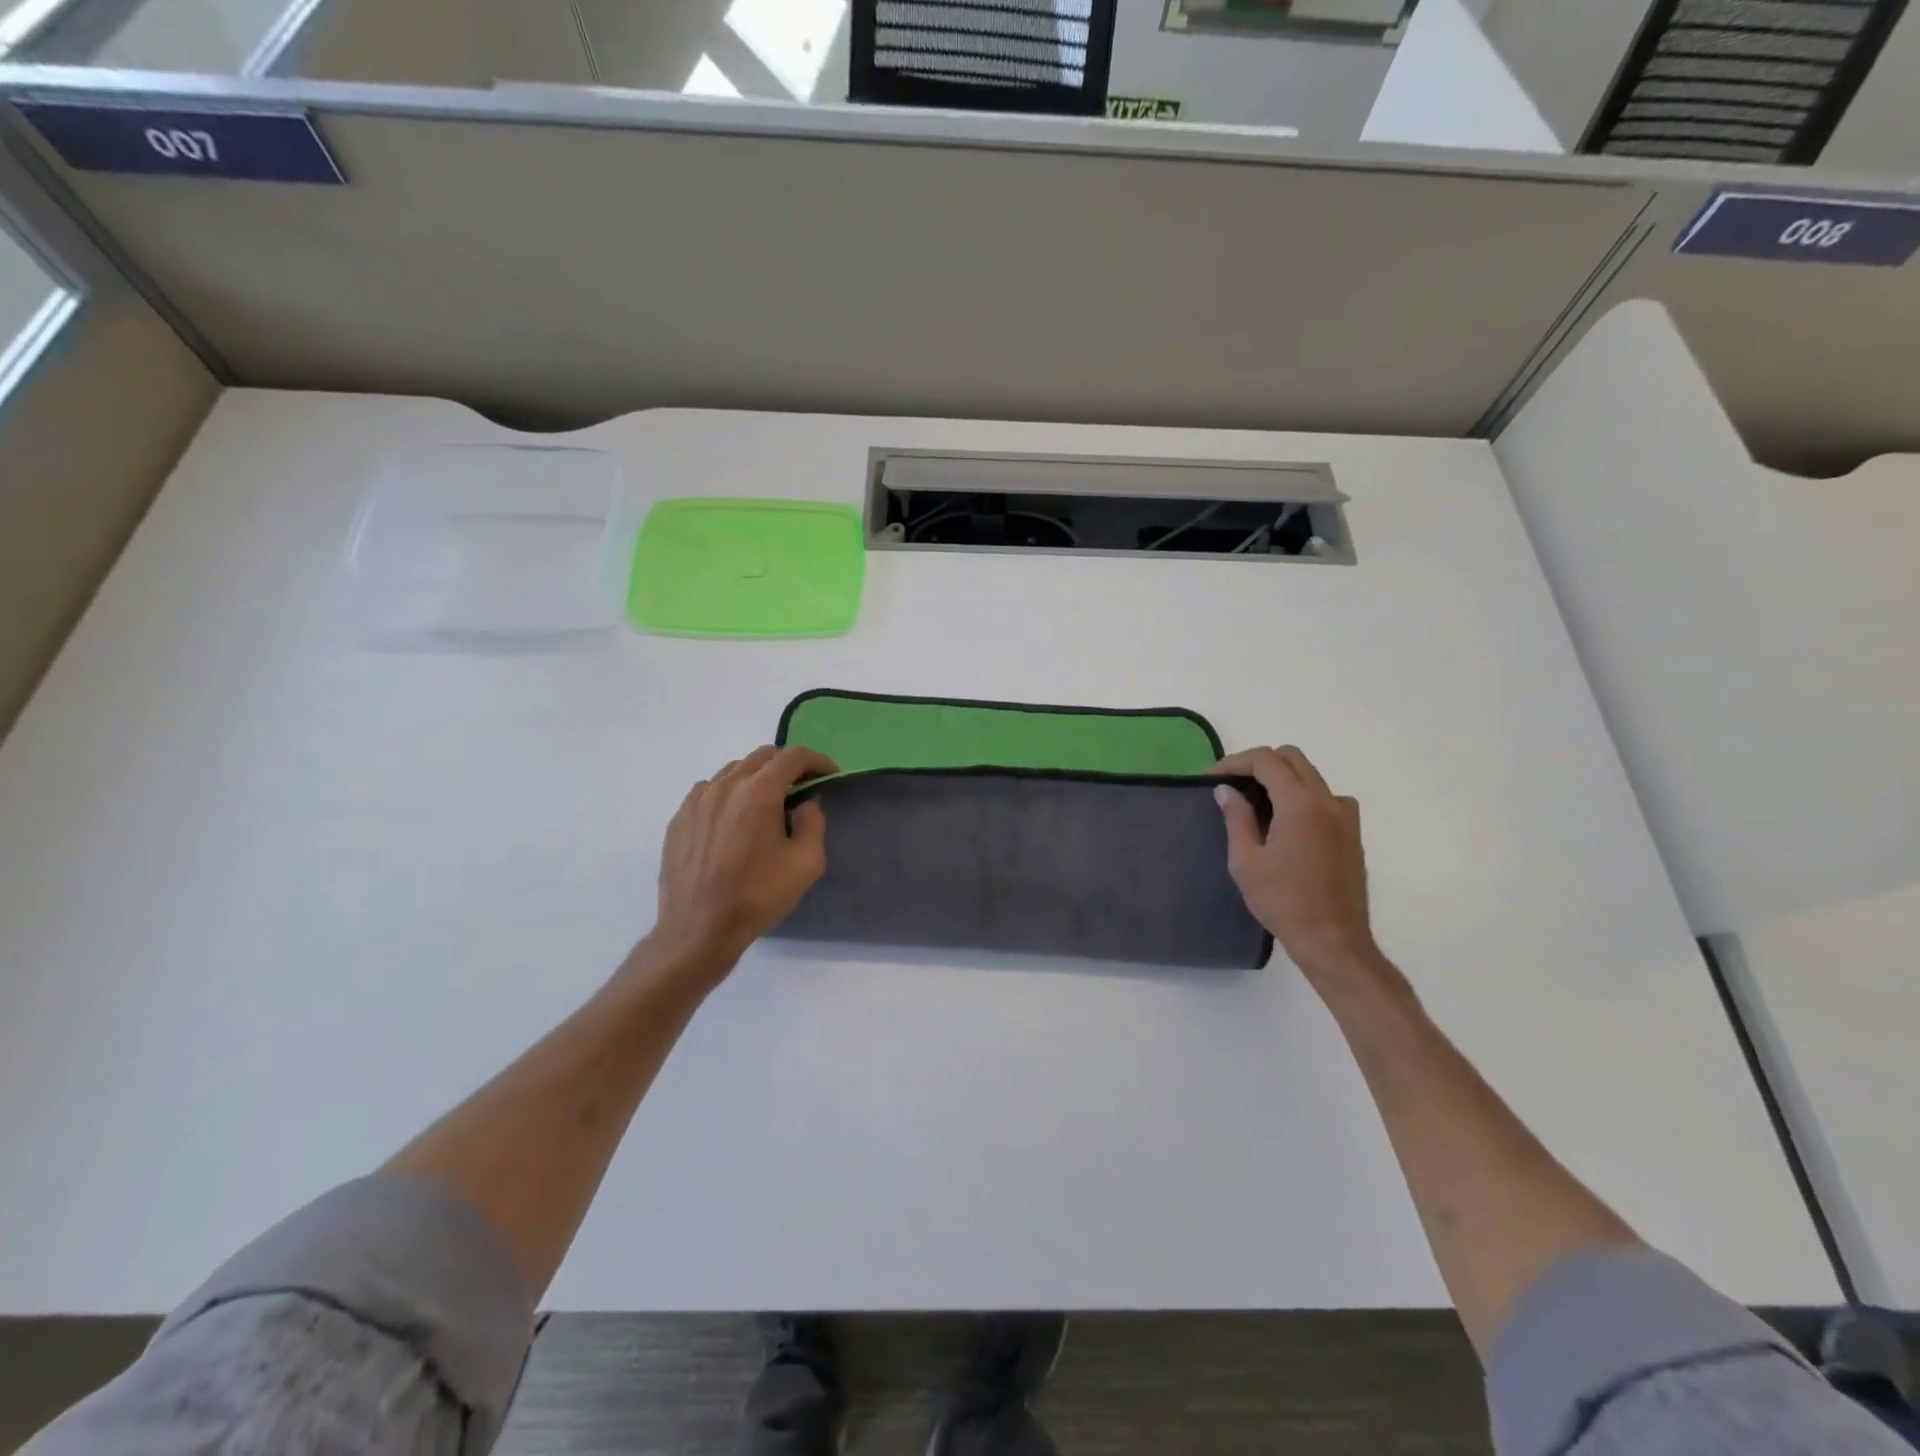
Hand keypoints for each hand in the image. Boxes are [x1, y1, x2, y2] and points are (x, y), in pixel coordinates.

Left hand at [645, 745, 836, 977]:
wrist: (698, 930)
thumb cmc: (758, 896)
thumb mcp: (806, 863)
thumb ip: (813, 822)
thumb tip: (806, 803)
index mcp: (759, 792)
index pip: (792, 757)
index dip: (817, 760)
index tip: (830, 773)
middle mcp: (726, 786)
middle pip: (761, 756)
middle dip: (787, 764)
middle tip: (803, 785)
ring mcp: (697, 800)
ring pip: (733, 771)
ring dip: (757, 777)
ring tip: (768, 801)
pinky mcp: (679, 818)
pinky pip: (709, 790)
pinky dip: (729, 792)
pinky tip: (734, 817)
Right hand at [1214, 746, 1378, 978]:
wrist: (1333, 939)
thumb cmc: (1283, 901)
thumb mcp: (1246, 861)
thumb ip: (1237, 818)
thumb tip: (1226, 790)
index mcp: (1300, 804)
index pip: (1266, 760)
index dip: (1235, 762)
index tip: (1213, 779)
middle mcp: (1328, 800)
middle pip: (1292, 758)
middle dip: (1258, 763)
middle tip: (1232, 784)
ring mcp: (1346, 815)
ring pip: (1310, 775)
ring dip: (1281, 778)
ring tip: (1255, 802)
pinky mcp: (1352, 832)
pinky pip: (1325, 796)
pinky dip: (1301, 795)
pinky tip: (1284, 822)